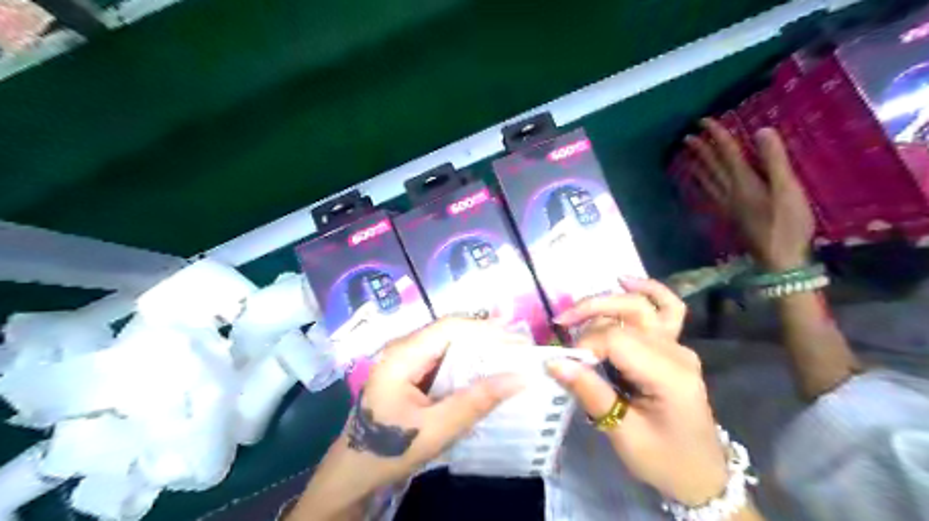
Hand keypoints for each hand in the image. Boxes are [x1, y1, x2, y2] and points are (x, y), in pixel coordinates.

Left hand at [299, 317, 529, 516]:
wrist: (352, 473)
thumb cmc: (388, 450)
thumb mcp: (435, 430)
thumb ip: (475, 402)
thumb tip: (519, 378)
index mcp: (403, 355)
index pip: (450, 327)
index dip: (486, 330)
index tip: (518, 341)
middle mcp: (404, 349)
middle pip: (451, 333)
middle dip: (486, 339)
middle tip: (520, 351)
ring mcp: (406, 360)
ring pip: (449, 345)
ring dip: (478, 352)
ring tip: (509, 360)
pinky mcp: (410, 373)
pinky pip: (443, 360)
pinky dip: (467, 365)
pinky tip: (485, 375)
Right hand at [546, 289, 724, 504]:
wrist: (701, 473)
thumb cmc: (664, 460)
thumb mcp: (624, 435)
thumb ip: (591, 393)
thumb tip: (554, 362)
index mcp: (670, 375)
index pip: (617, 340)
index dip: (585, 345)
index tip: (566, 364)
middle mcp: (677, 351)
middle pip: (629, 312)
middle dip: (590, 312)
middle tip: (560, 323)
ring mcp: (678, 345)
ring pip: (641, 305)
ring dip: (605, 302)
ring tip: (575, 312)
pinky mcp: (673, 346)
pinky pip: (666, 308)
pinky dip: (647, 289)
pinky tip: (625, 279)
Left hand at [685, 117, 814, 270]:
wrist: (778, 257)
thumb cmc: (788, 223)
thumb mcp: (787, 189)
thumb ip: (774, 160)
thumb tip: (760, 130)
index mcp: (744, 182)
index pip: (727, 152)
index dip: (716, 136)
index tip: (704, 121)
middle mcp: (730, 192)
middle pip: (712, 166)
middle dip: (701, 149)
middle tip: (687, 136)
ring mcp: (727, 205)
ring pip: (707, 181)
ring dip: (696, 166)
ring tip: (685, 156)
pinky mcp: (729, 217)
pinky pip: (709, 197)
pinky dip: (700, 188)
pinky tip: (695, 186)